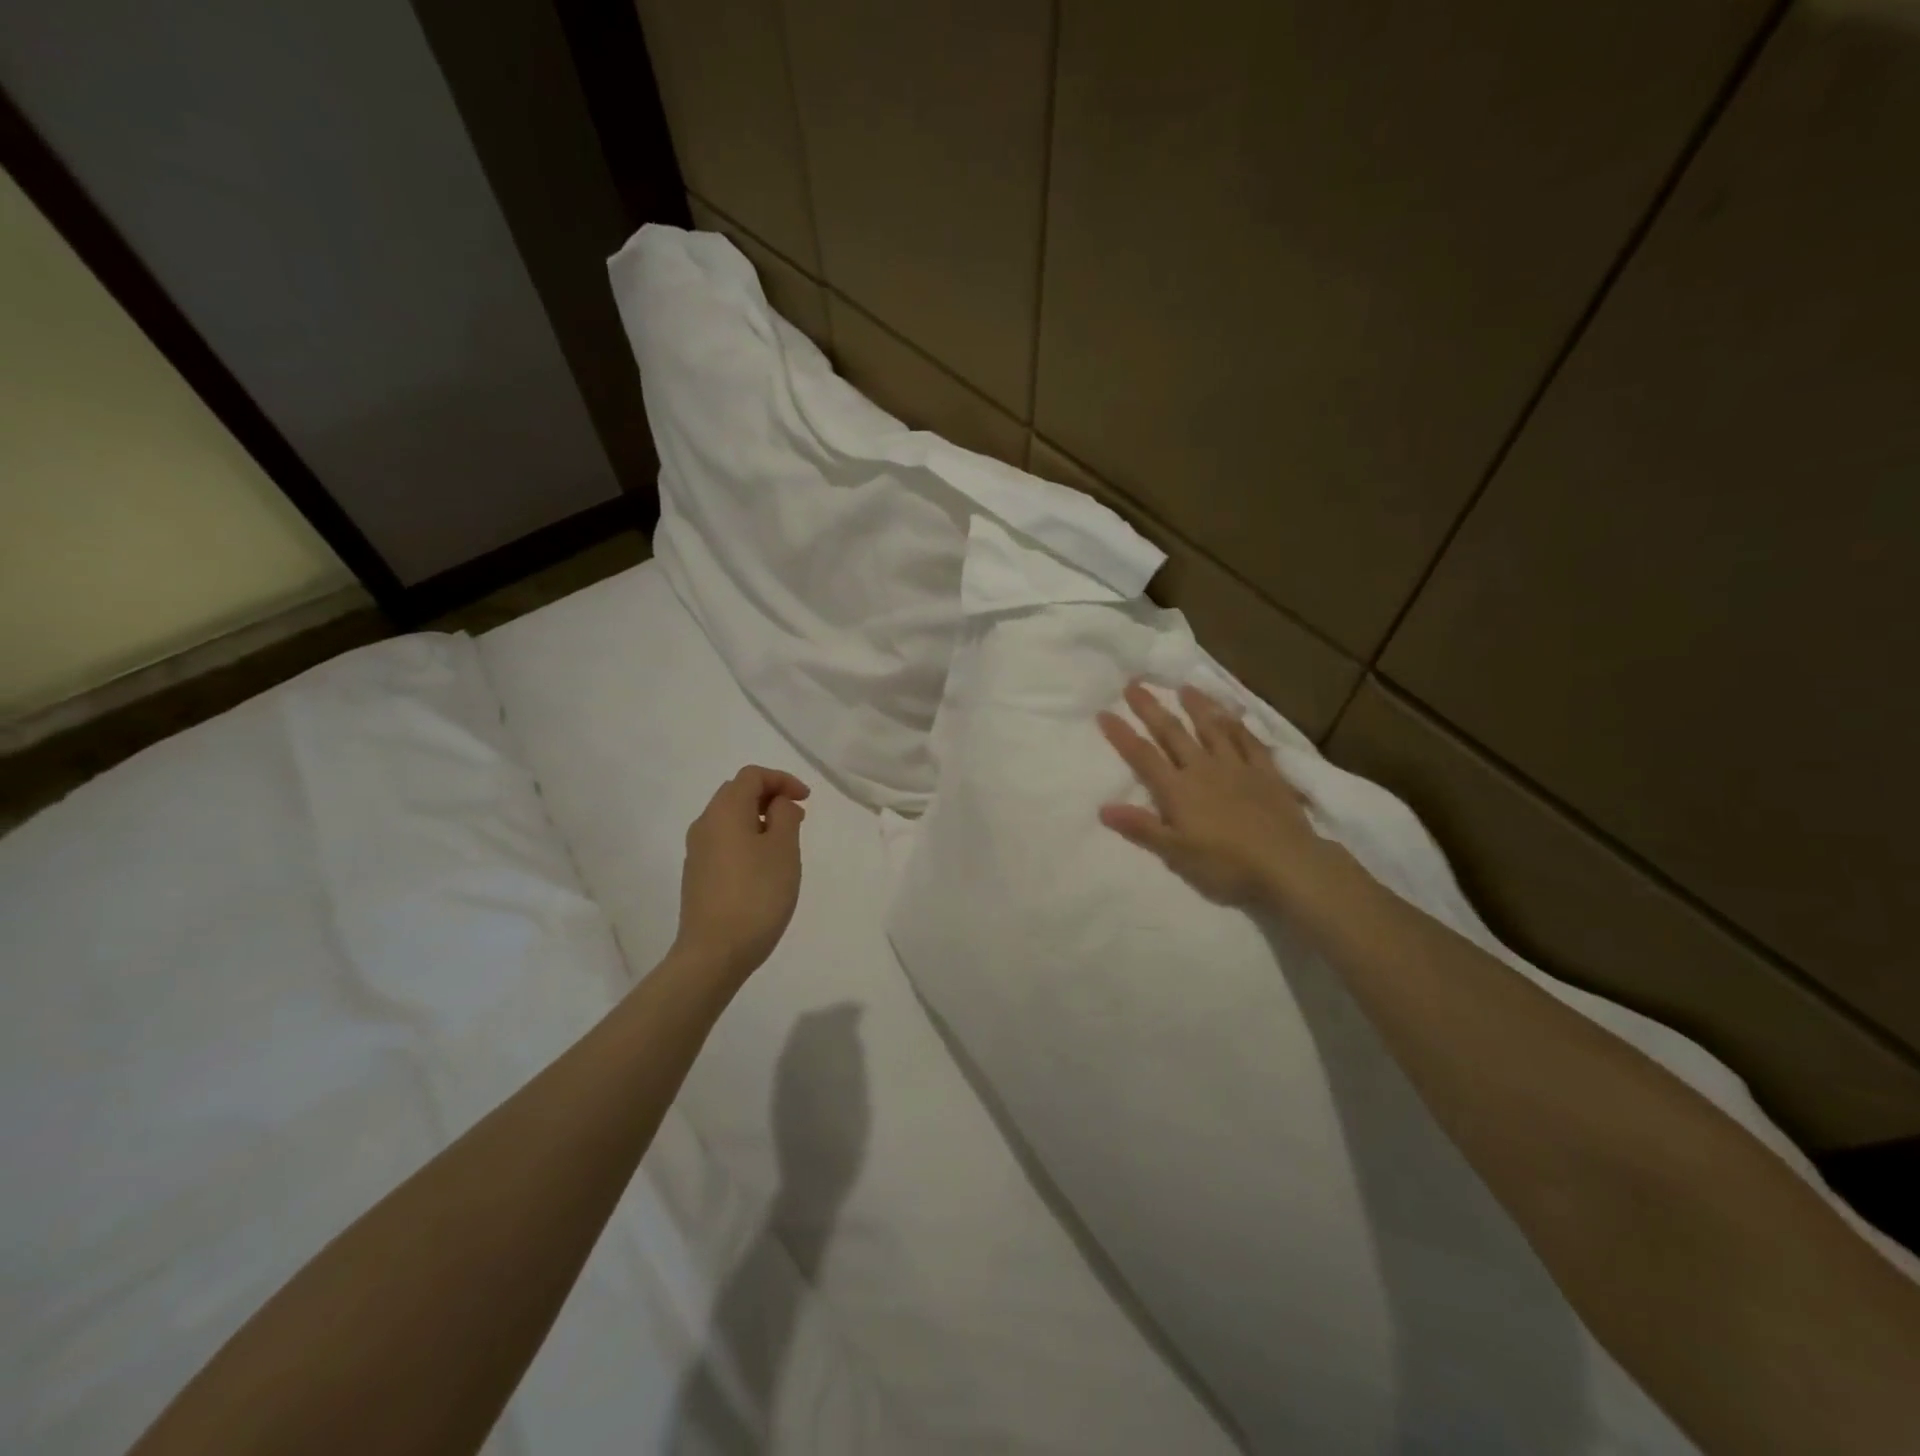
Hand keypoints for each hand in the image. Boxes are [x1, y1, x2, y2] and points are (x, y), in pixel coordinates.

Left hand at [674, 766, 809, 979]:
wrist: (713, 953)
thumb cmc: (756, 895)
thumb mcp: (783, 850)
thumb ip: (785, 816)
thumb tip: (780, 803)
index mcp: (725, 811)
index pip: (752, 775)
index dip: (782, 780)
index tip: (807, 800)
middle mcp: (705, 824)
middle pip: (737, 793)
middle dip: (770, 796)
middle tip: (797, 816)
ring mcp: (697, 851)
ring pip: (729, 818)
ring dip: (759, 819)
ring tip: (785, 842)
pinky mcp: (697, 875)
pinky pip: (724, 841)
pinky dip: (746, 838)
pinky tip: (763, 865)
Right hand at [1098, 681, 1332, 907]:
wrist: (1286, 863)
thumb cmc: (1225, 864)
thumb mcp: (1176, 852)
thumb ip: (1141, 827)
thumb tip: (1103, 807)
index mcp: (1178, 789)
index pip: (1143, 756)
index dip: (1122, 734)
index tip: (1104, 711)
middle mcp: (1203, 769)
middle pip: (1172, 733)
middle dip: (1151, 709)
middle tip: (1135, 684)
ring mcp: (1237, 767)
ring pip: (1212, 729)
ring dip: (1197, 707)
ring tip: (1185, 687)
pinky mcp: (1267, 772)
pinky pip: (1249, 742)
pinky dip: (1238, 726)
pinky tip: (1233, 715)